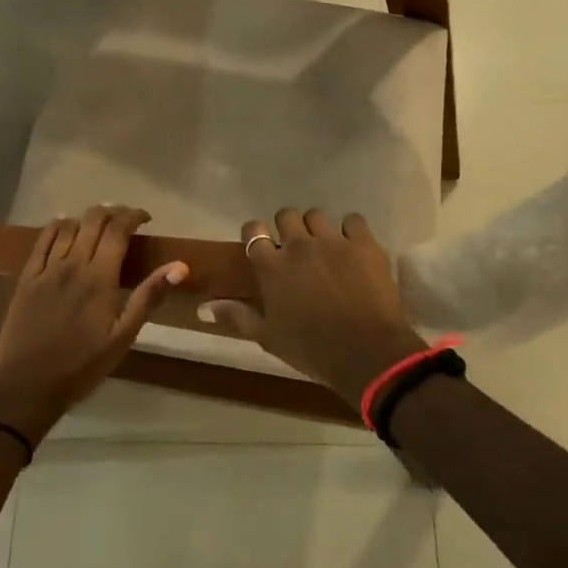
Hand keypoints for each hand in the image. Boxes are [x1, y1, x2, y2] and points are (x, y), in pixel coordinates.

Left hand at [0, 205, 185, 444]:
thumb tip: (179, 266)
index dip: (133, 216)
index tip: (146, 219)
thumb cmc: (81, 366)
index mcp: (100, 277)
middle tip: (125, 221)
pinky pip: (41, 240)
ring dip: (86, 218)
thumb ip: (148, 297)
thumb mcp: (123, 337)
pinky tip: (63, 225)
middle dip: (112, 212)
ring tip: (98, 224)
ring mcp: (46, 269)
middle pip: (93, 220)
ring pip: (67, 226)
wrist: (25, 386)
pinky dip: (56, 226)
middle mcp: (72, 264)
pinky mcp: (27, 278)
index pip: (118, 230)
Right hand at [202, 207, 426, 408]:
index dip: (256, 233)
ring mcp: (333, 241)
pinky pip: (353, 221)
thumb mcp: (267, 337)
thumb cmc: (310, 348)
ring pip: (317, 215)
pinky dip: (350, 230)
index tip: (263, 245)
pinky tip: (352, 247)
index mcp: (271, 266)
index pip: (253, 230)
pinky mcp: (363, 244)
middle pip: (286, 215)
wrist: (365, 352)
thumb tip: (202, 307)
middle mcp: (299, 245)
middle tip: (295, 247)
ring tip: (323, 246)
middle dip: (288, 227)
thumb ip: (236, 316)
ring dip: (316, 228)